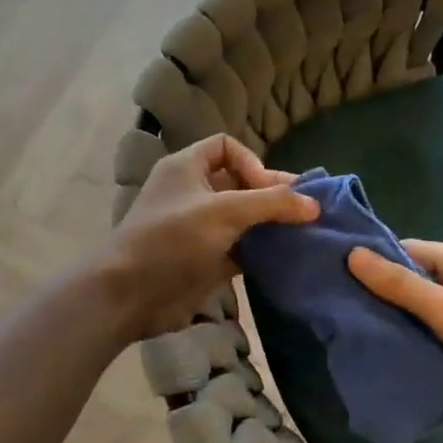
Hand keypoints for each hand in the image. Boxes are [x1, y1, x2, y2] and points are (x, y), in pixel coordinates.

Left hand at [101, 135, 317, 340]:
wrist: (129, 296)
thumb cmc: (172, 240)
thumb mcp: (224, 212)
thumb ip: (271, 204)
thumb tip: (313, 204)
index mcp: (186, 168)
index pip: (226, 147)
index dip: (252, 163)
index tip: (268, 189)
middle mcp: (191, 193)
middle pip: (239, 184)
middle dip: (270, 196)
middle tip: (305, 212)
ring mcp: (197, 229)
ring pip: (241, 219)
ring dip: (269, 226)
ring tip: (302, 235)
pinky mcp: (203, 260)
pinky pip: (238, 249)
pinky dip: (259, 252)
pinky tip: (285, 259)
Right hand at [348, 239, 442, 424]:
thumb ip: (400, 285)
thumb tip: (353, 254)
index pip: (409, 249)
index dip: (375, 259)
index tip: (338, 275)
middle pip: (417, 280)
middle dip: (384, 294)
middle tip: (340, 309)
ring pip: (427, 311)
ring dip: (401, 322)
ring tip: (357, 333)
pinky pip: (441, 335)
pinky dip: (420, 342)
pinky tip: (391, 354)